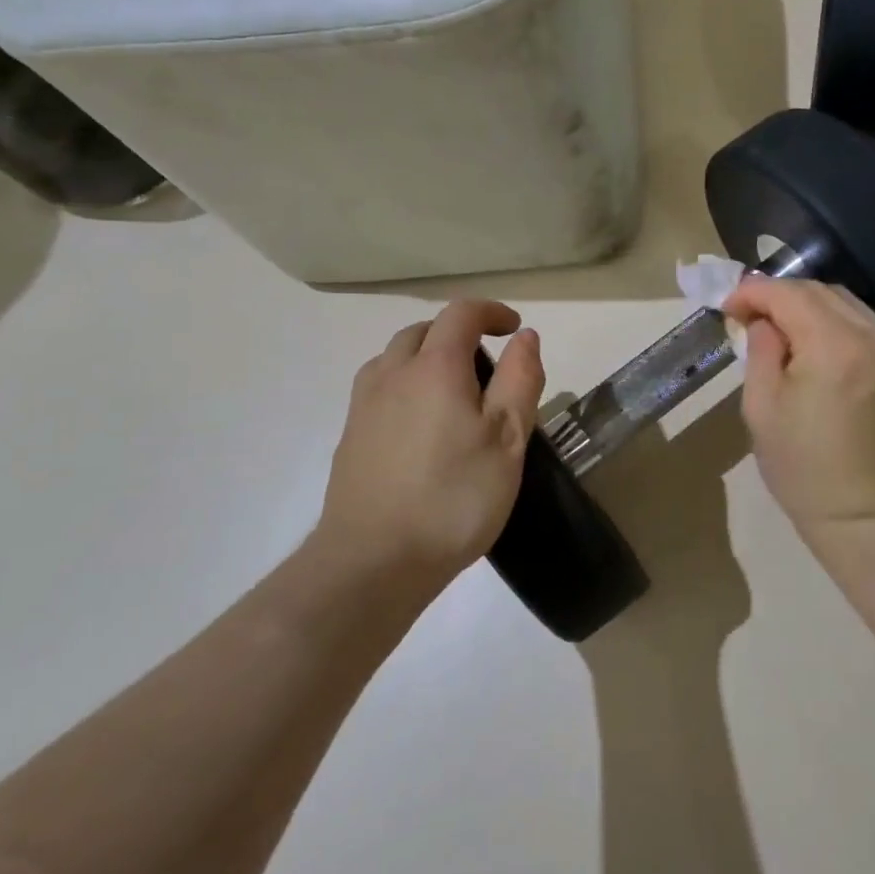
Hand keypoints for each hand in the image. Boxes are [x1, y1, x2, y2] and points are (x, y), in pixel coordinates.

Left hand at [318, 300, 543, 585]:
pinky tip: (418, 424)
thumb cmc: (454, 498)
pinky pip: (378, 388)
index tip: (514, 328)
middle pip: (424, 331)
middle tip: (487, 364)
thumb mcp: (508, 439)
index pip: (461, 314)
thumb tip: (524, 337)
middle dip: (457, 333)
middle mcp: (392, 373)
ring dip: (426, 356)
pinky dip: (404, 385)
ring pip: (394, 358)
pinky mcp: (349, 436)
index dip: (491, 312)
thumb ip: (520, 380)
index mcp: (435, 367)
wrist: (373, 561)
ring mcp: (364, 405)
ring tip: (451, 390)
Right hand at [722, 277, 874, 547]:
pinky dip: (831, 320)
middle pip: (820, 290)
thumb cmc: (802, 467)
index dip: (753, 291)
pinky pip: (862, 322)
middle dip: (779, 294)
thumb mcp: (762, 406)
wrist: (866, 515)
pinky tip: (809, 340)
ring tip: (775, 326)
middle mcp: (873, 335)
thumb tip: (760, 320)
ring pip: (844, 301)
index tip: (727, 305)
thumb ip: (760, 349)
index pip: (789, 294)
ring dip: (806, 304)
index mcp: (835, 346)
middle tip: (746, 315)